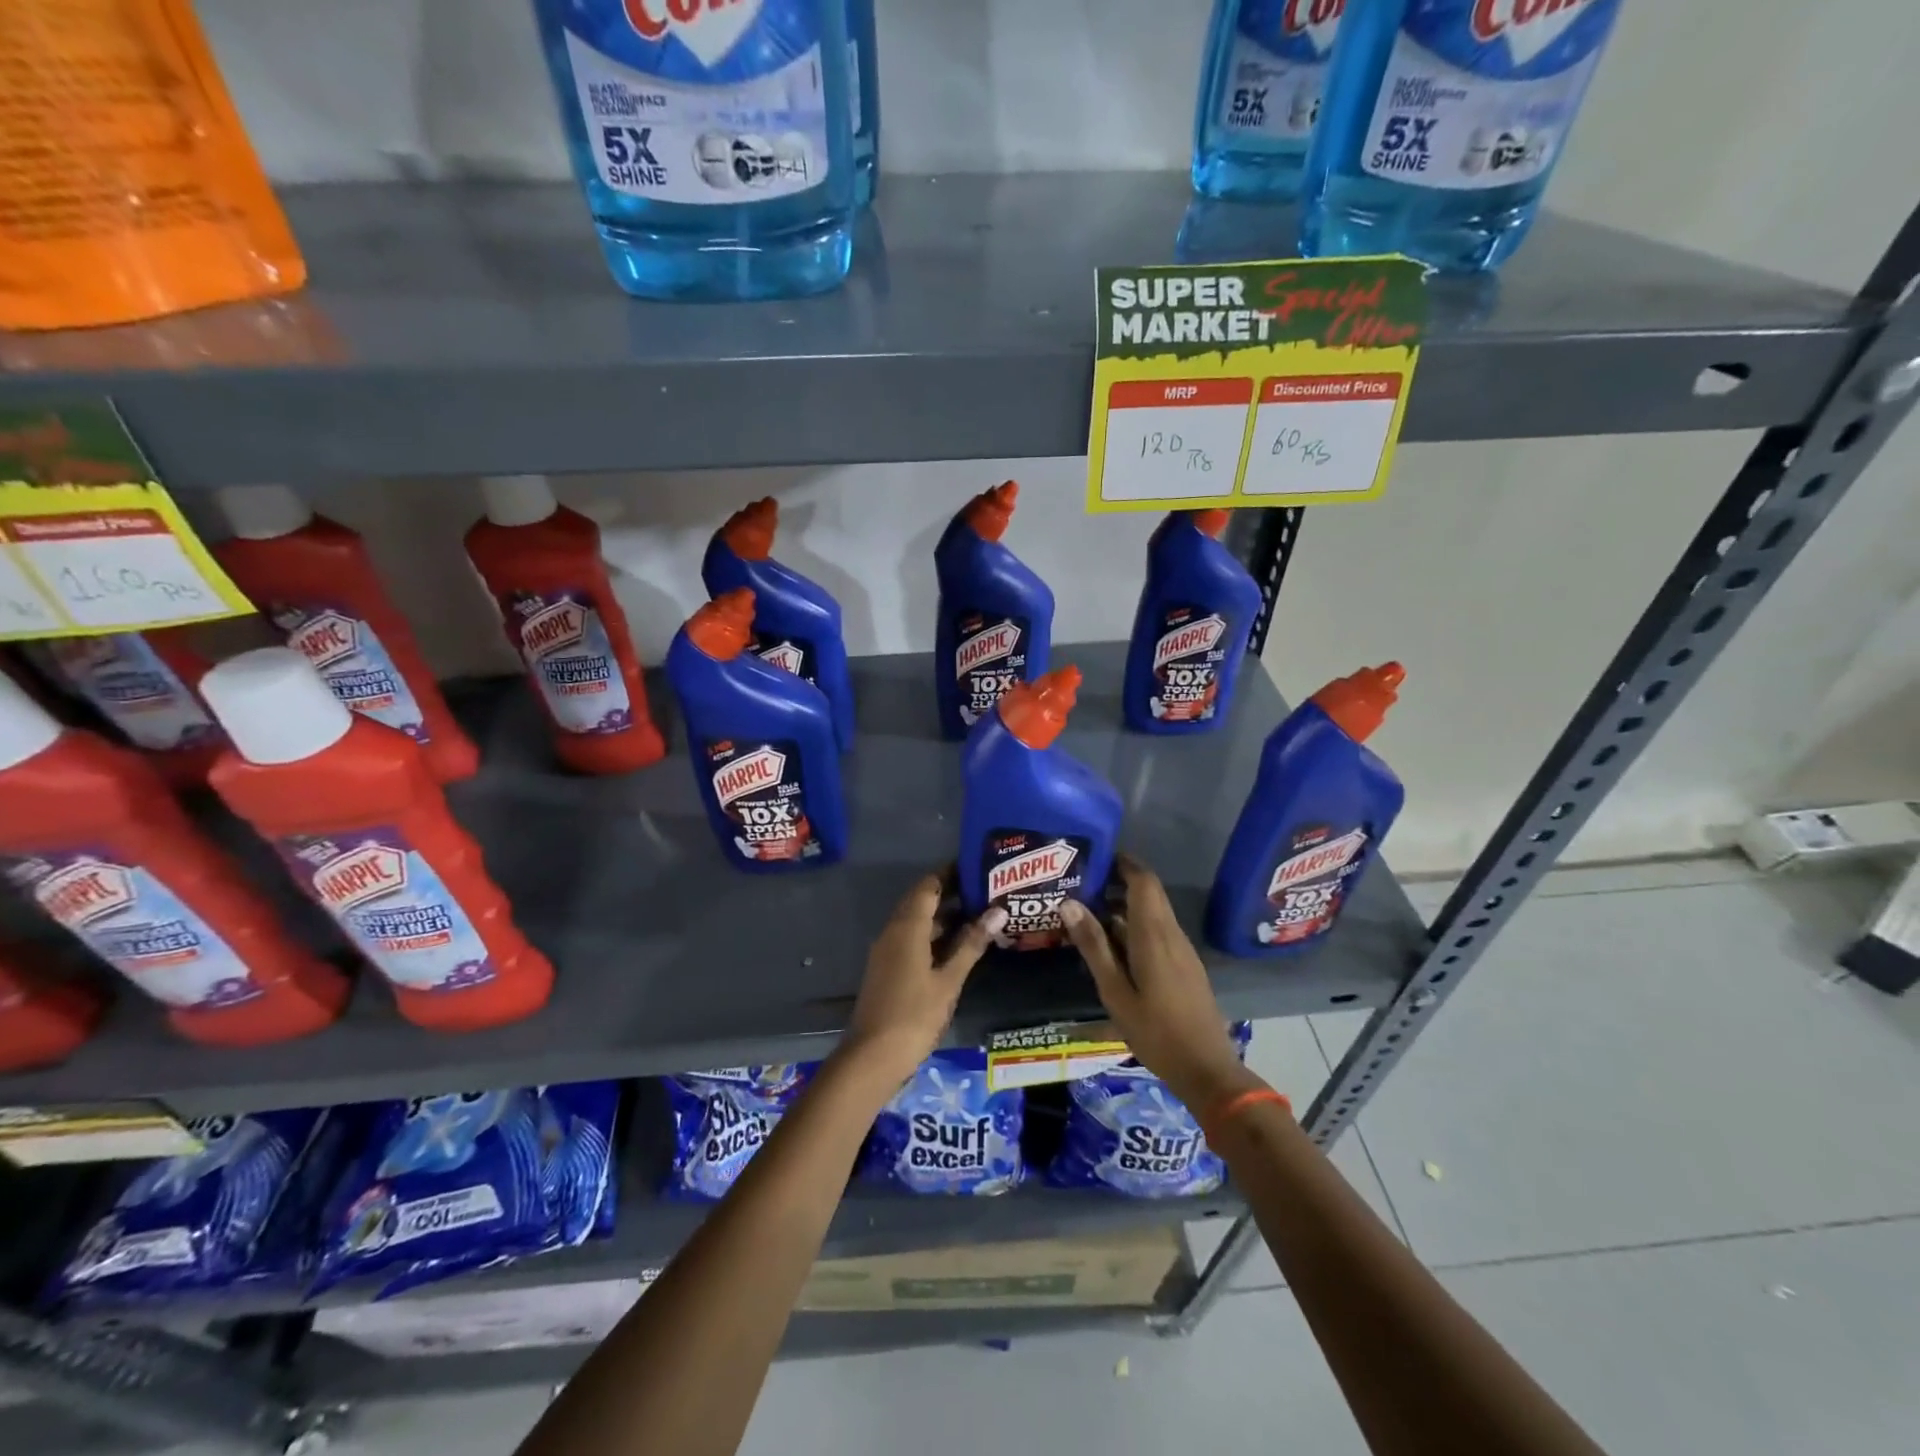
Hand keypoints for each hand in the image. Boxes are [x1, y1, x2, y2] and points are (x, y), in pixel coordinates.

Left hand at [838, 873, 1004, 1093]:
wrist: (873, 1056)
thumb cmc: (915, 1015)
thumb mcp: (949, 980)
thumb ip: (972, 944)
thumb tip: (998, 910)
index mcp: (907, 927)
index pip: (928, 886)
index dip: (950, 873)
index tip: (976, 866)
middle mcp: (893, 930)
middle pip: (920, 900)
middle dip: (948, 892)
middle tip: (982, 888)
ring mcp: (886, 950)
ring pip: (915, 920)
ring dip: (941, 915)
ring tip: (977, 913)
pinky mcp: (886, 967)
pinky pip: (910, 938)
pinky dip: (932, 934)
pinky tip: (955, 945)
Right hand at [1060, 856, 1257, 1109]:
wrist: (1207, 1070)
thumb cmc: (1156, 1032)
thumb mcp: (1115, 992)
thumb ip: (1094, 946)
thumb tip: (1069, 903)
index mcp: (1154, 934)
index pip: (1143, 880)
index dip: (1122, 861)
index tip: (1094, 855)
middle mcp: (1171, 933)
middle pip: (1149, 892)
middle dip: (1118, 880)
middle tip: (1081, 881)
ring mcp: (1182, 950)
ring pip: (1152, 912)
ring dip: (1123, 904)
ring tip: (1086, 910)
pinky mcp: (1184, 965)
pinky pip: (1158, 931)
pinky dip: (1134, 925)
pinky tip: (1111, 943)